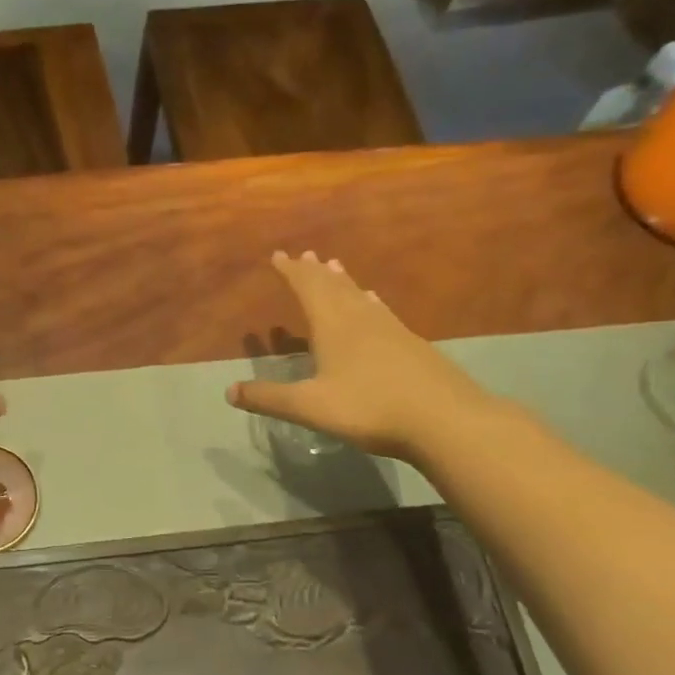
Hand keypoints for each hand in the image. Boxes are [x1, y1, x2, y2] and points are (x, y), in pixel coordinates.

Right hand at [226, 251, 489, 459]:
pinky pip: (381, 311)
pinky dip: (369, 301)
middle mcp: (360, 319)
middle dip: (314, 272)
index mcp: (333, 326)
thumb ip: (269, 398)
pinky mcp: (411, 345)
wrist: (445, 420)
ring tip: (334, 266)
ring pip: (360, 296)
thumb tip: (229, 391)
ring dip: (343, 281)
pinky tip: (374, 303)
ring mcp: (390, 329)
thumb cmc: (370, 408)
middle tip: (304, 254)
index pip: (307, 289)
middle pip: (334, 286)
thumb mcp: (310, 407)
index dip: (291, 272)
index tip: (278, 255)